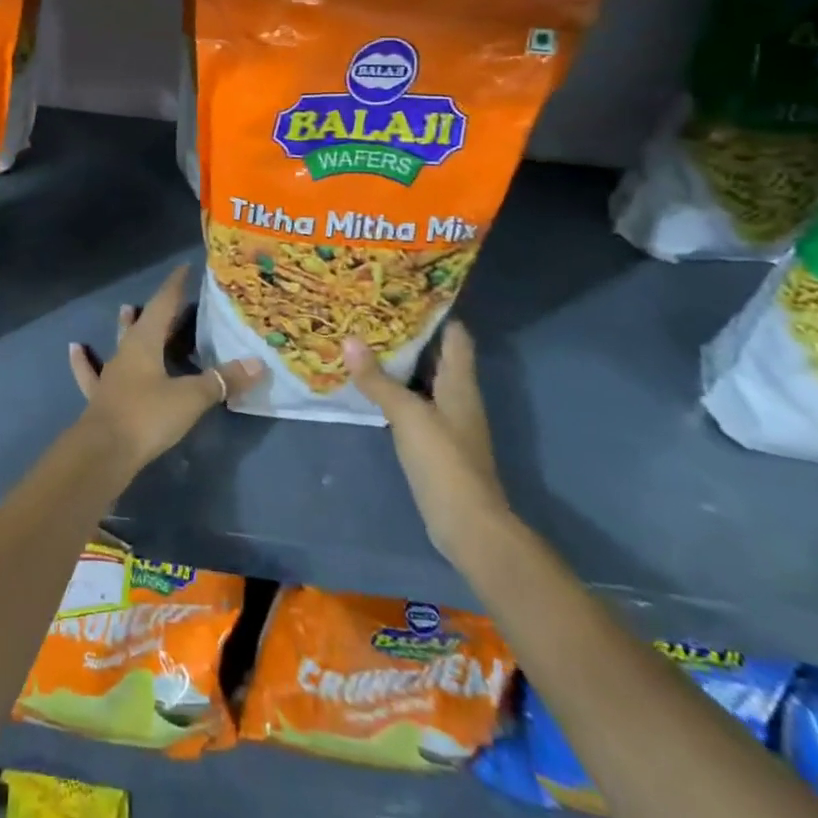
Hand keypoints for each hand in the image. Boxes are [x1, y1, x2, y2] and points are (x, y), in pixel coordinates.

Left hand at [68, 265, 263, 474]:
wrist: (103, 452)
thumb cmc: (148, 416)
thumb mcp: (191, 397)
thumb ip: (222, 380)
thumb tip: (258, 363)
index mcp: (145, 342)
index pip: (162, 304)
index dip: (174, 286)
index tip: (184, 269)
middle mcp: (126, 351)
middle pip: (143, 323)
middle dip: (158, 309)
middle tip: (171, 298)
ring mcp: (110, 374)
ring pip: (119, 343)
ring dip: (125, 327)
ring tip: (126, 309)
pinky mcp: (100, 397)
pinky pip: (91, 373)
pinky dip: (84, 361)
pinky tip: (75, 349)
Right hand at [345, 322, 510, 567]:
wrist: (468, 525)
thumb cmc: (445, 461)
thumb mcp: (408, 415)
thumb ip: (378, 380)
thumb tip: (349, 340)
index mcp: (460, 383)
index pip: (455, 335)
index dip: (436, 311)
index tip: (405, 291)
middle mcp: (457, 396)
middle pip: (436, 355)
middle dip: (408, 334)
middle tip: (371, 312)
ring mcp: (446, 420)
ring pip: (422, 379)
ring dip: (398, 363)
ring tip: (363, 340)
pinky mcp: (434, 442)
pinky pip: (412, 403)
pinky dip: (394, 390)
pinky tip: (368, 385)